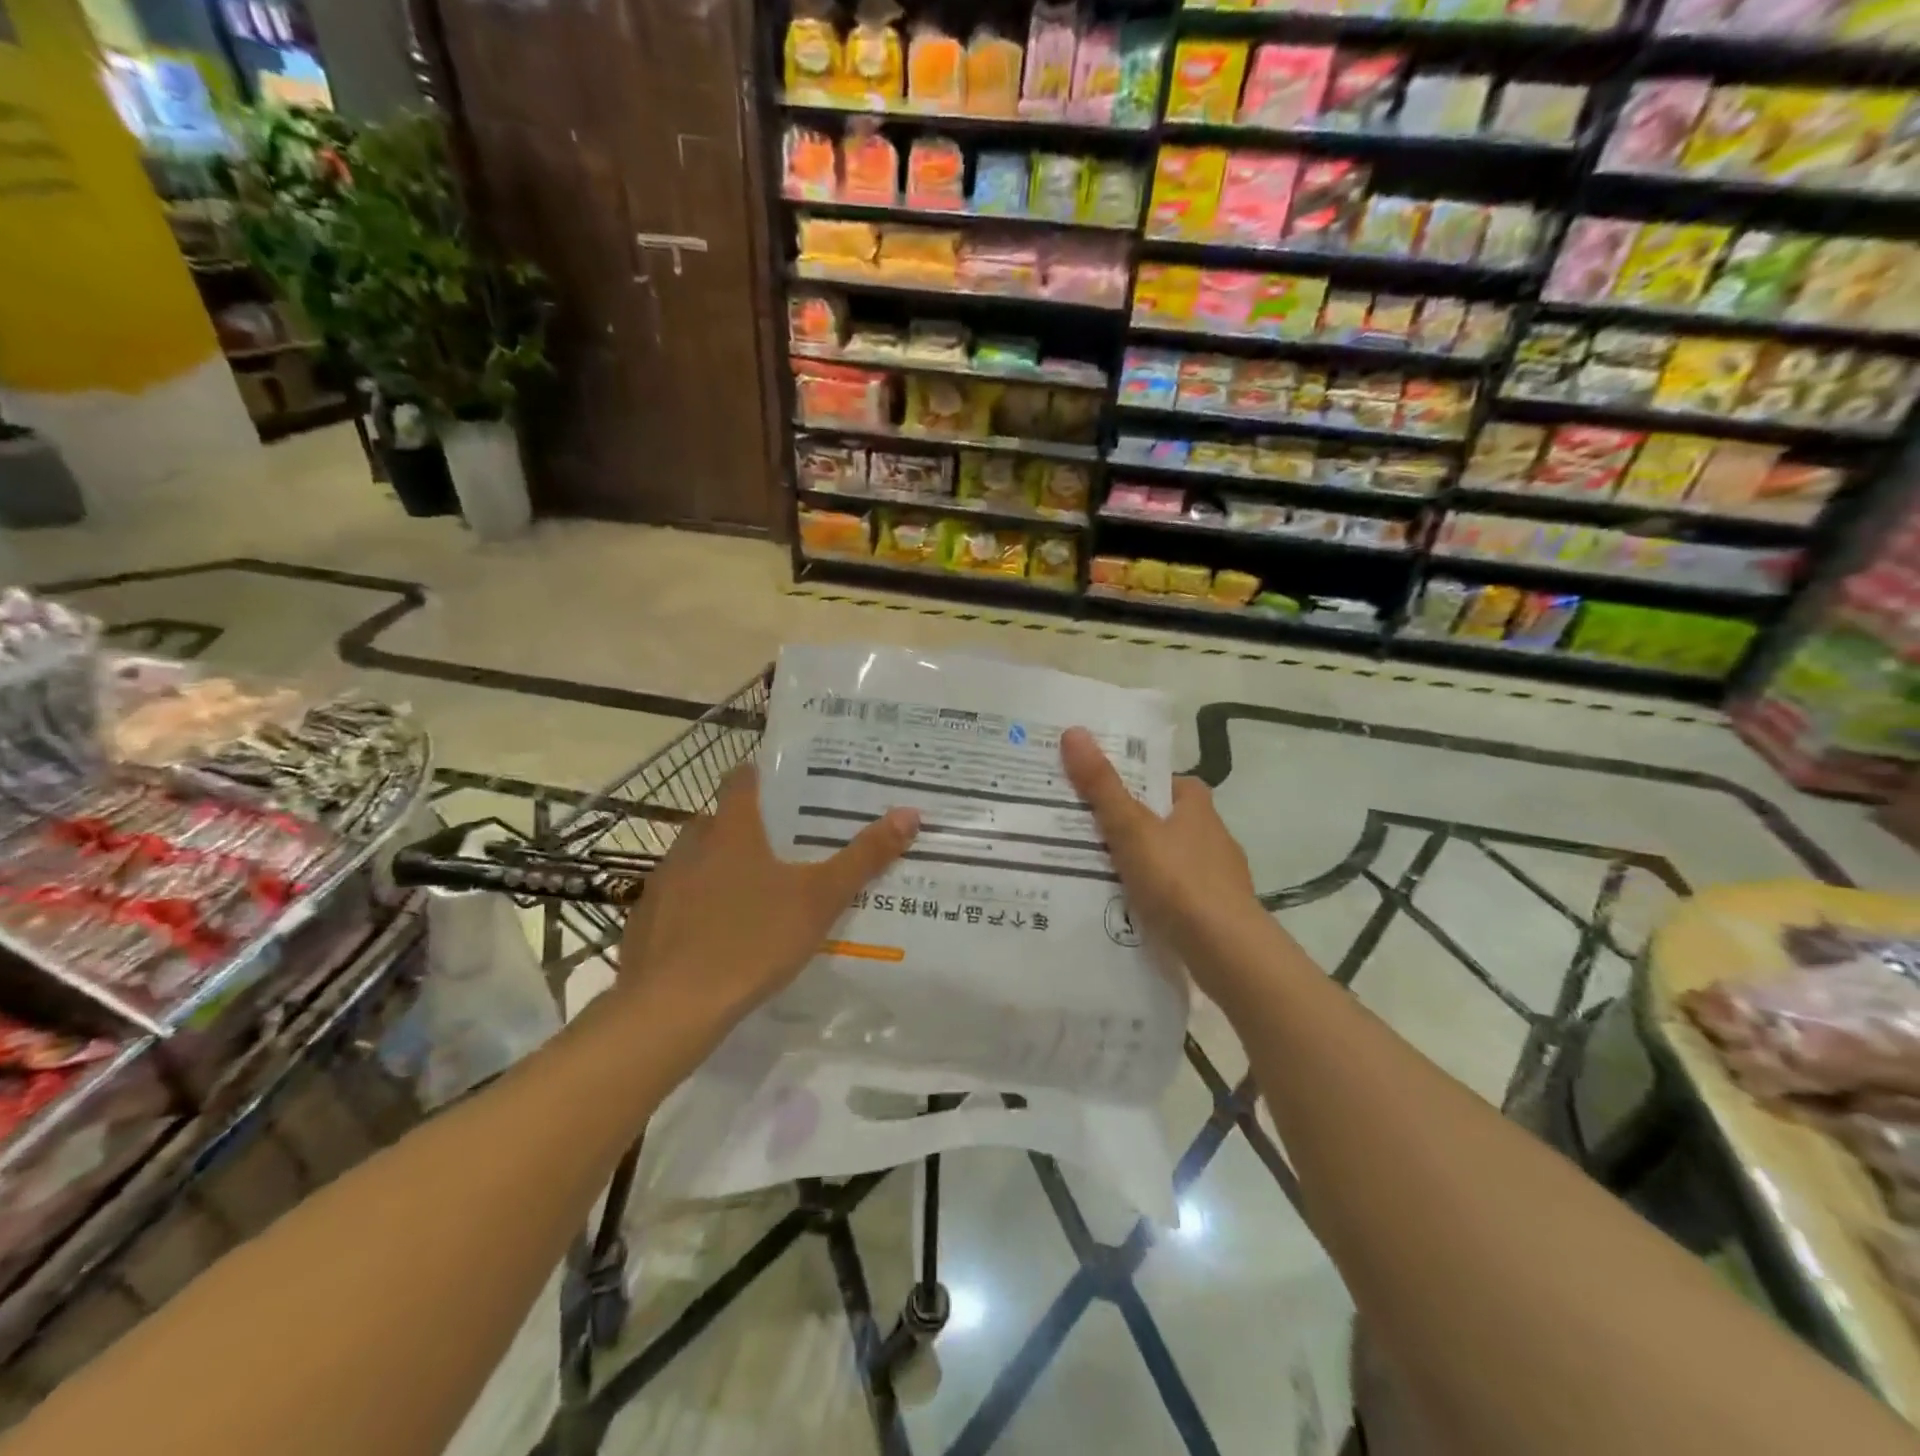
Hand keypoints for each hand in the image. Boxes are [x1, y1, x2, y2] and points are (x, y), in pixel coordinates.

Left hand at [616, 764, 918, 1025]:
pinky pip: (678, 899)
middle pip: (721, 820)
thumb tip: (909, 814)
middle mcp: (691, 845)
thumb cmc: (752, 940)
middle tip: (787, 845)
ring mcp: (662, 883)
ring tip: (757, 892)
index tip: (789, 784)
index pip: (742, 779)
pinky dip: (698, 905)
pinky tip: (718, 934)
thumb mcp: (819, 899)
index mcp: (731, 830)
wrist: (671, 1008)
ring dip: (722, 867)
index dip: (763, 775)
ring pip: (697, 860)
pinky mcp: (645, 921)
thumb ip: (863, 857)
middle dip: (750, 827)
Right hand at [1061, 727, 1261, 991]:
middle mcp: (1213, 835)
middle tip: (1089, 832)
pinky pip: (1176, 893)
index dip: (1138, 784)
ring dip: (1144, 863)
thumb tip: (1074, 731)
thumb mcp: (1131, 828)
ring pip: (1171, 859)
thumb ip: (1102, 786)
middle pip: (1166, 820)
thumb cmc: (1178, 879)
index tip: (1103, 793)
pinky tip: (1129, 907)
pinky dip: (1155, 895)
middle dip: (1135, 826)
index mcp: (1198, 806)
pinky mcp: (1216, 910)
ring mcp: (1219, 875)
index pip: (1167, 782)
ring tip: (1099, 871)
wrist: (1225, 949)